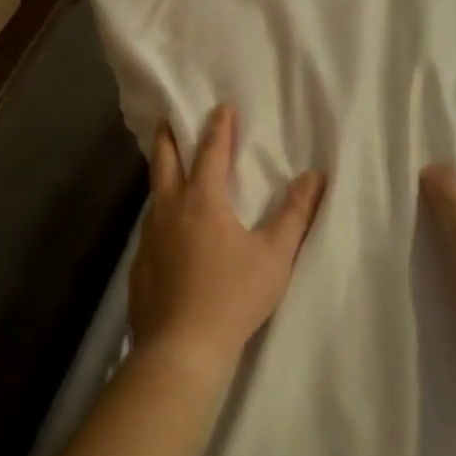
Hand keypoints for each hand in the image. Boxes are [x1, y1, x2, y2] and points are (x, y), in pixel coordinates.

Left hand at [129, 104, 325, 384]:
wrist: (180, 348)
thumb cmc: (233, 296)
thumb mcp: (274, 255)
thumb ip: (294, 213)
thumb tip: (314, 176)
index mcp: (203, 201)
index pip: (210, 152)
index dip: (218, 127)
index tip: (222, 106)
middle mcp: (170, 209)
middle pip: (165, 161)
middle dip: (169, 136)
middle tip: (167, 116)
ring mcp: (149, 237)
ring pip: (154, 192)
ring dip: (161, 171)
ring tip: (168, 166)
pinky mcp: (140, 264)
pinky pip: (150, 224)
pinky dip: (159, 210)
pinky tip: (166, 227)